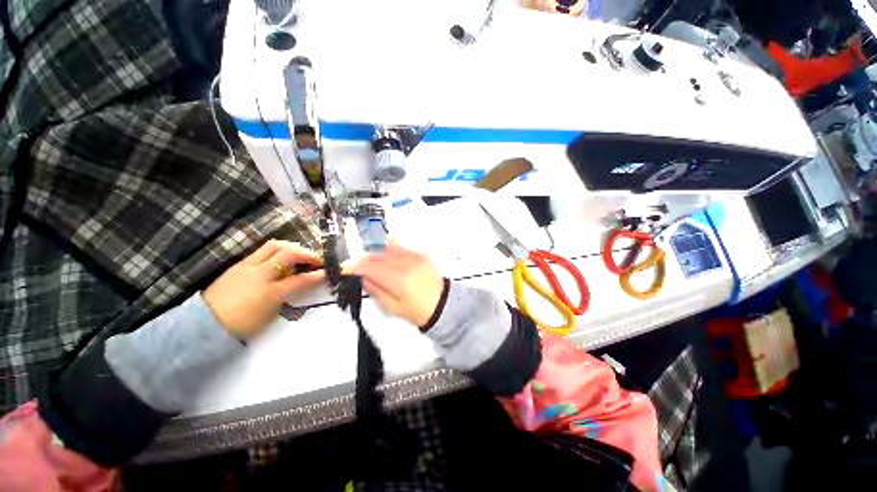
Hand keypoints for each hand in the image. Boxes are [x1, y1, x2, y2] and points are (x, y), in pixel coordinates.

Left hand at [203, 240, 323, 338]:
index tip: (328, 272)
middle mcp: (258, 274)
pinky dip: (277, 251)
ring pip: (273, 246)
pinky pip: (262, 251)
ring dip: (291, 248)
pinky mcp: (238, 264)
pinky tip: (280, 259)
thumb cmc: (240, 324)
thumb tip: (301, 284)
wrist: (203, 324)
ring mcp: (246, 266)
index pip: (299, 280)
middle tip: (315, 260)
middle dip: (306, 253)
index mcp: (267, 292)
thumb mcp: (269, 315)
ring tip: (299, 255)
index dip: (316, 275)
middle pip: (286, 253)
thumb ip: (288, 297)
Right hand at [347, 243, 444, 327]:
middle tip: (358, 267)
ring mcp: (415, 258)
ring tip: (373, 264)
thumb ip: (376, 290)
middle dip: (364, 260)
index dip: (355, 267)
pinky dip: (389, 250)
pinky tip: (386, 257)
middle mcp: (407, 265)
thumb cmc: (419, 311)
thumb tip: (364, 278)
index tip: (347, 268)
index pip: (371, 268)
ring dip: (376, 254)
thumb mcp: (392, 307)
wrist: (442, 305)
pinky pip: (400, 247)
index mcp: (399, 281)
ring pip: (388, 249)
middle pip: (378, 256)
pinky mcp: (420, 255)